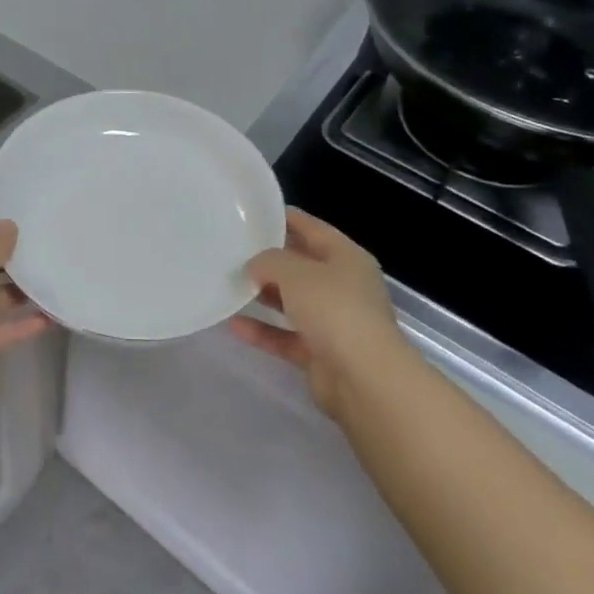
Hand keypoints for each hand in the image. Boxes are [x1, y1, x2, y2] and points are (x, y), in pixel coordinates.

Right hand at [229, 208, 403, 418]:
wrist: (365, 380)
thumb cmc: (334, 310)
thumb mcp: (295, 272)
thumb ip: (269, 261)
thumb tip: (254, 266)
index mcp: (346, 258)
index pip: (312, 229)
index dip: (284, 218)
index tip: (253, 213)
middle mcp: (343, 286)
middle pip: (301, 266)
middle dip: (269, 260)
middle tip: (232, 250)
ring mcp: (333, 322)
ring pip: (292, 302)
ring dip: (264, 296)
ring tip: (229, 285)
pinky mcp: (321, 353)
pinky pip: (285, 336)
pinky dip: (263, 331)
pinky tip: (233, 325)